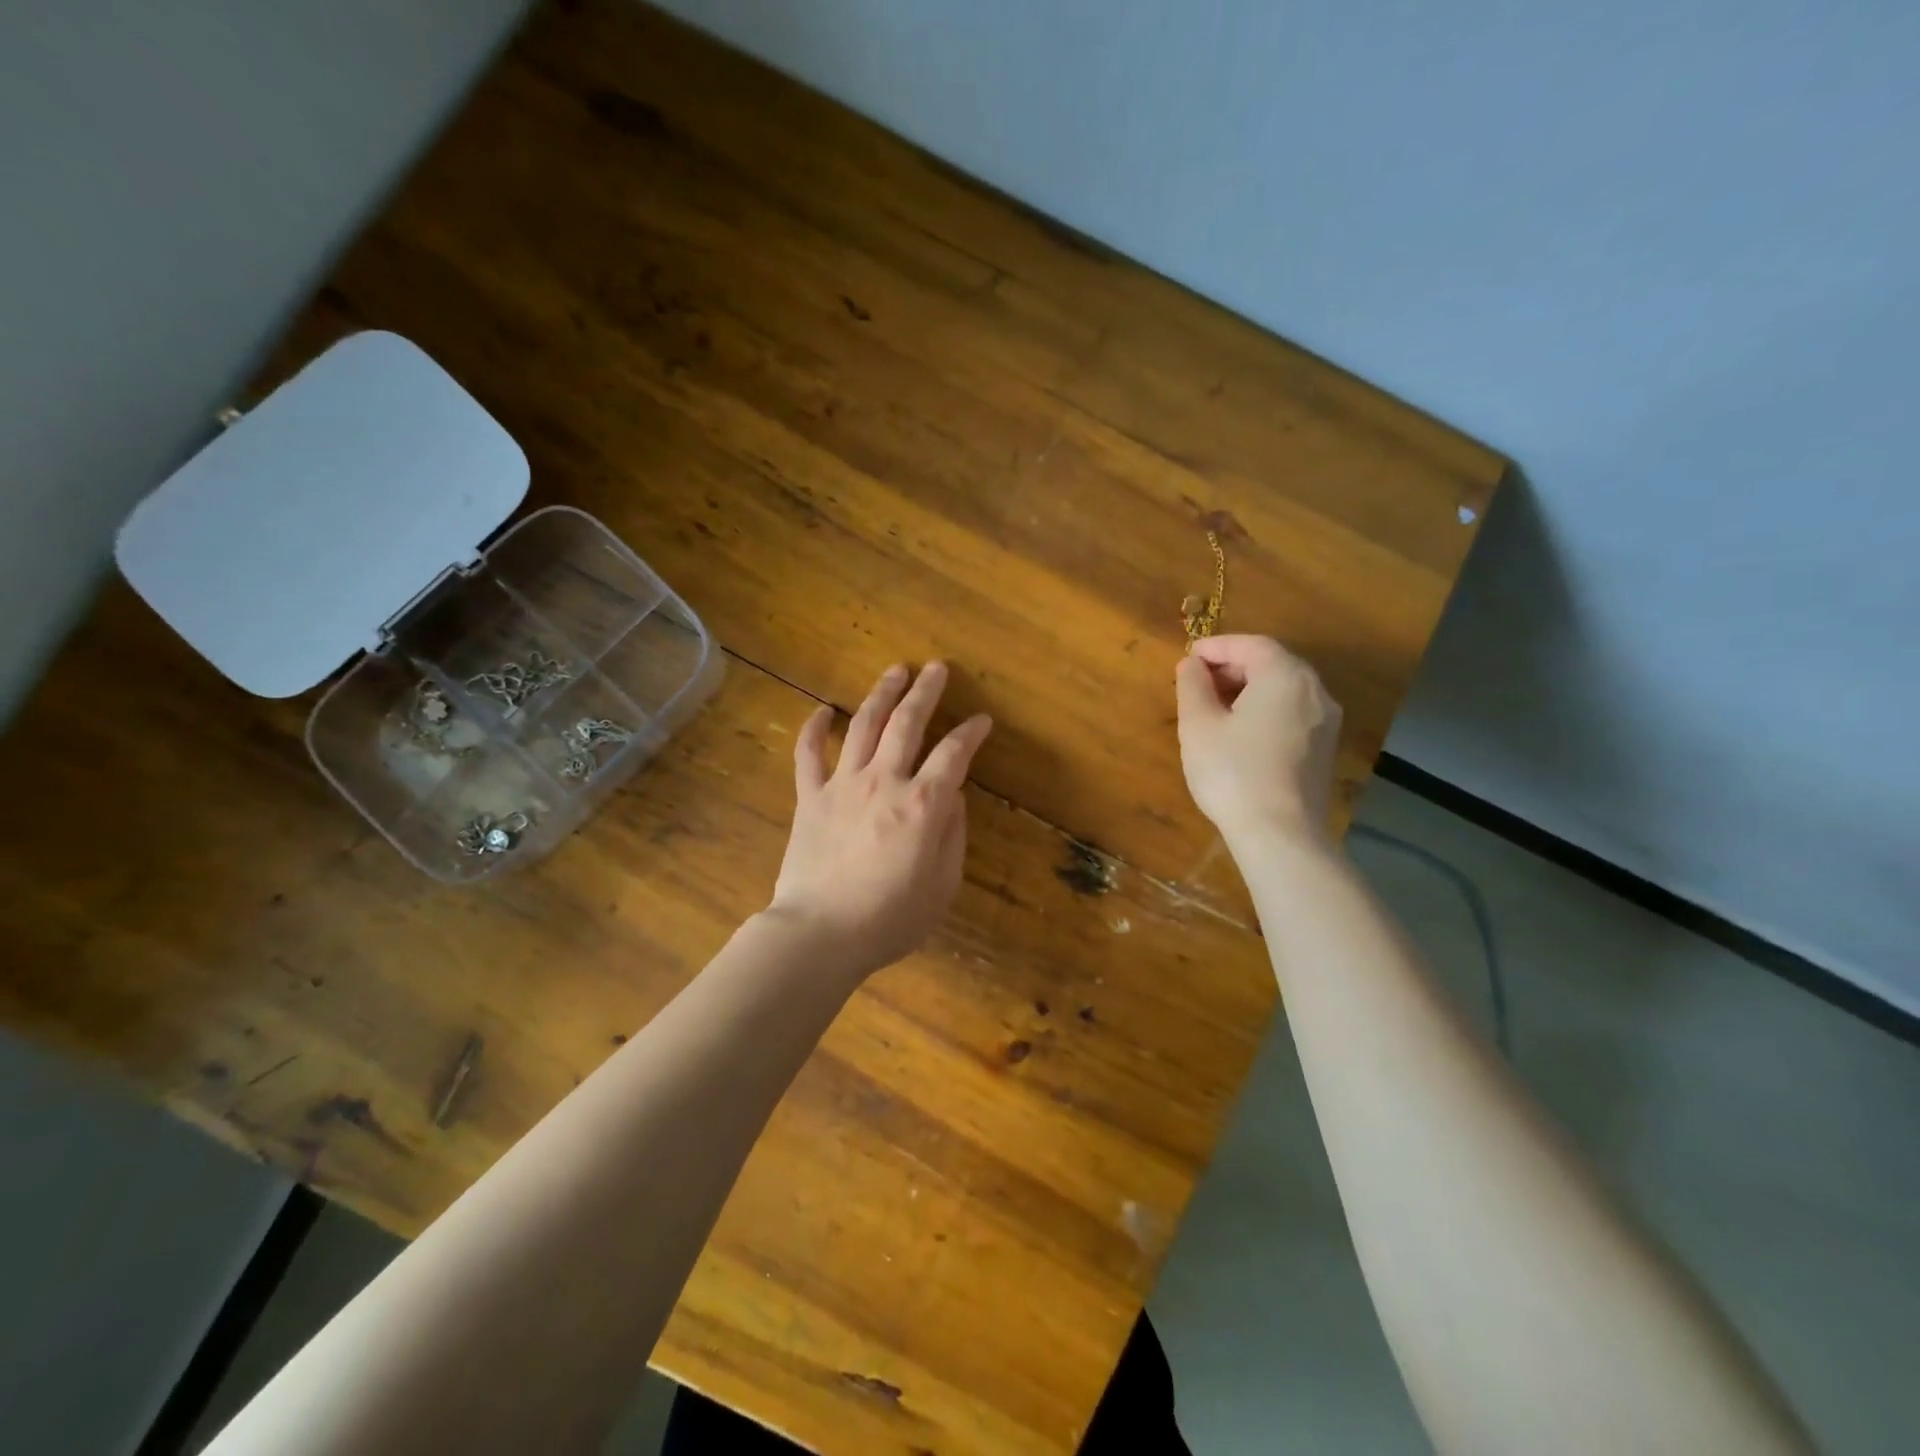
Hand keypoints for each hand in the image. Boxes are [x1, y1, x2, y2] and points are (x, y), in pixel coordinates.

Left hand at [769, 662, 993, 978]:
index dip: (972, 732)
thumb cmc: (890, 919)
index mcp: (924, 804)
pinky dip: (814, 728)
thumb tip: (952, 796)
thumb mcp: (943, 885)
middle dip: (926, 691)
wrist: (821, 933)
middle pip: (908, 723)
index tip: (982, 720)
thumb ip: (952, 834)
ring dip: (882, 694)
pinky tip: (821, 710)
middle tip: (937, 668)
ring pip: (863, 724)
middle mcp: (885, 781)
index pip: (954, 753)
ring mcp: (843, 784)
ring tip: (895, 671)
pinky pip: (808, 754)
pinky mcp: (810, 797)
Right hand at [1175, 635, 1341, 842]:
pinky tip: (1240, 732)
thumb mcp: (1199, 725)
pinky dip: (1265, 710)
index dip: (1217, 646)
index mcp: (1285, 676)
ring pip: (1284, 690)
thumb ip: (1193, 686)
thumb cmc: (1233, 772)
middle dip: (1233, 667)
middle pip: (1272, 664)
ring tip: (1214, 707)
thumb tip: (1192, 665)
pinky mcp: (1324, 749)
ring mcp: (1325, 722)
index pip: (1251, 644)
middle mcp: (1315, 691)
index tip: (1188, 657)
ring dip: (1248, 689)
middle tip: (1197, 682)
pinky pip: (1292, 713)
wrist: (1280, 834)